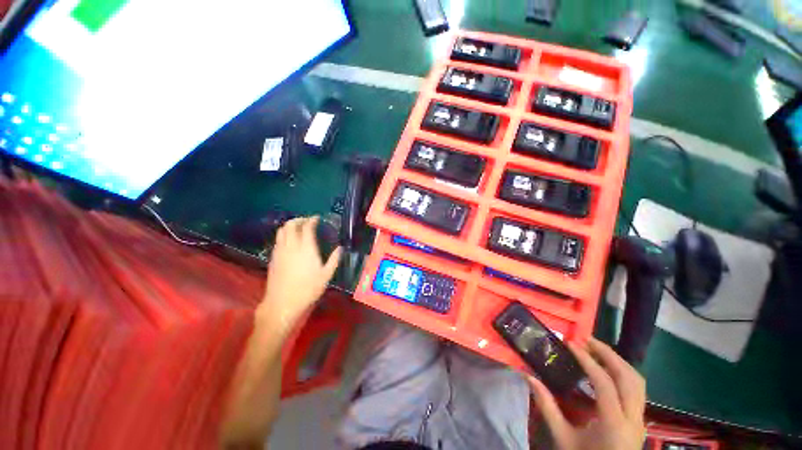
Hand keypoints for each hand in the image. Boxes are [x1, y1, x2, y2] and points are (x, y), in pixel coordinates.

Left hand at [258, 216, 341, 334]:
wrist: (282, 303)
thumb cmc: (308, 289)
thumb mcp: (326, 275)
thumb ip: (334, 260)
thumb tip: (340, 248)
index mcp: (306, 248)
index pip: (307, 227)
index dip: (312, 220)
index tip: (317, 218)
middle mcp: (291, 246)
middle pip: (290, 225)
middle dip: (299, 219)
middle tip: (307, 221)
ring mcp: (280, 251)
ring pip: (281, 230)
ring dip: (289, 225)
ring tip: (297, 228)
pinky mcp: (273, 257)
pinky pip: (277, 240)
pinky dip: (284, 235)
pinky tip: (289, 241)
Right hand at [528, 338, 645, 449]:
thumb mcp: (562, 438)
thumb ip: (547, 406)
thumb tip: (529, 377)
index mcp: (613, 423)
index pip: (604, 383)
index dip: (588, 360)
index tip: (571, 344)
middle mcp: (633, 418)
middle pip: (628, 377)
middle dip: (608, 354)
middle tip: (586, 339)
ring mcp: (640, 419)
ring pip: (638, 382)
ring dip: (618, 361)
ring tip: (596, 350)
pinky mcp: (639, 420)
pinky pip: (637, 389)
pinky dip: (623, 373)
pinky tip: (607, 370)